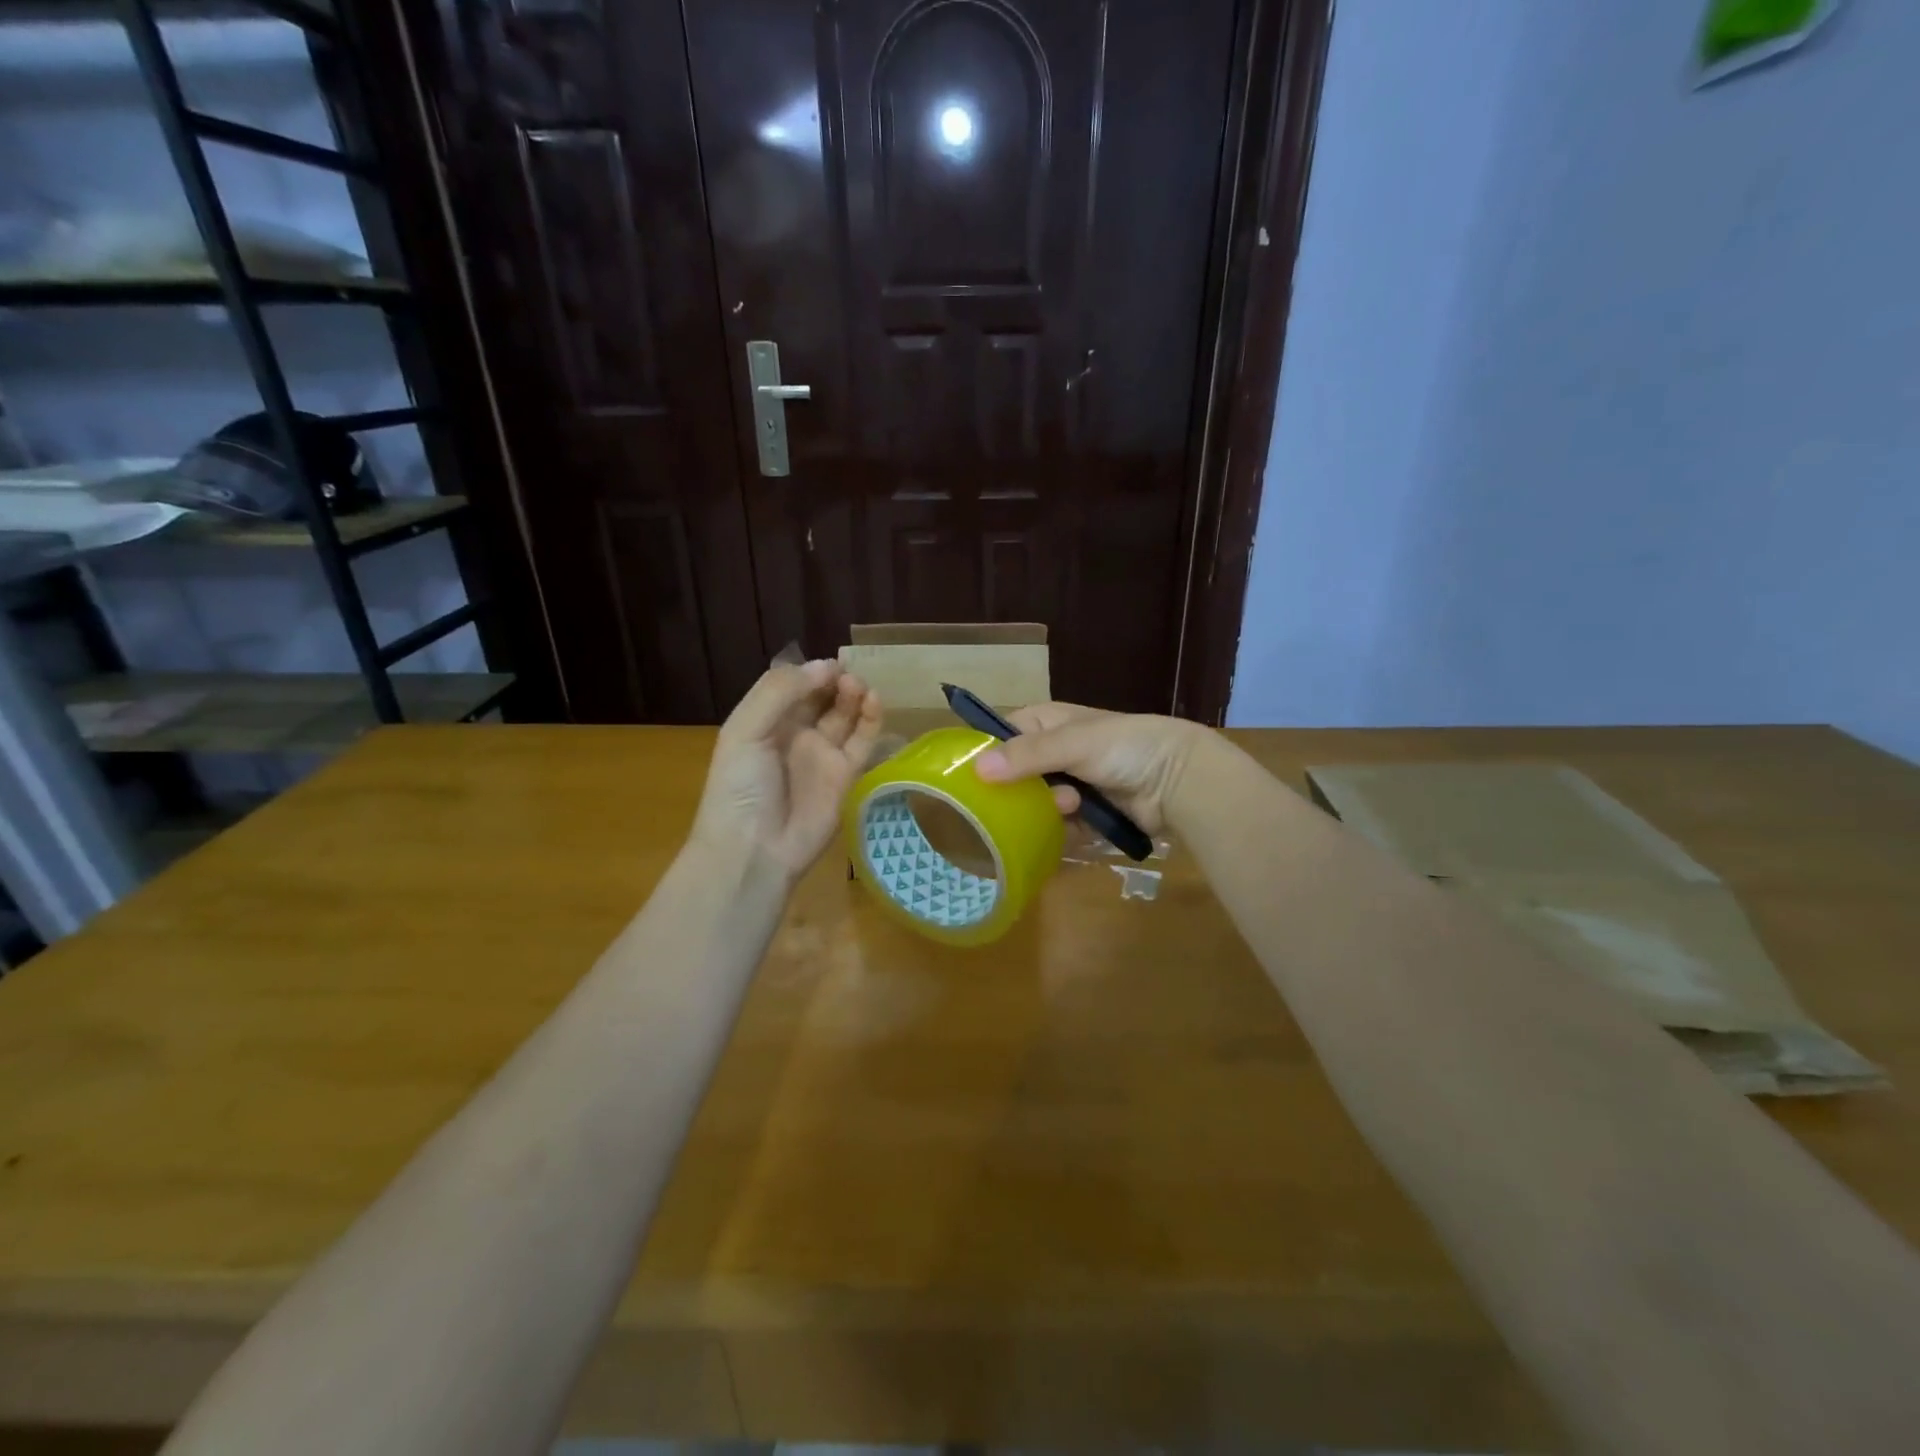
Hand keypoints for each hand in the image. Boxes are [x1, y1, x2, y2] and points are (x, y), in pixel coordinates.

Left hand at [692, 659, 881, 877]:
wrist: (755, 850)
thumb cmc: (740, 787)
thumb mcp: (745, 731)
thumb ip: (780, 692)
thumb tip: (825, 667)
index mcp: (765, 721)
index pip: (793, 685)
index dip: (811, 671)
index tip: (830, 663)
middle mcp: (795, 734)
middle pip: (822, 697)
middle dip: (835, 681)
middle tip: (848, 674)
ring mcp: (822, 754)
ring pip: (845, 715)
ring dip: (854, 695)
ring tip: (859, 686)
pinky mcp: (847, 774)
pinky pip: (863, 741)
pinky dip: (871, 720)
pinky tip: (874, 702)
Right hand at [972, 701, 1203, 834]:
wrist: (1181, 779)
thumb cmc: (1125, 747)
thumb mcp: (1073, 743)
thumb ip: (1027, 755)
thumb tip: (977, 768)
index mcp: (1049, 723)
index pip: (1004, 734)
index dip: (990, 752)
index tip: (977, 776)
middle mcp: (1056, 752)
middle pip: (1017, 776)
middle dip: (1026, 790)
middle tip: (1043, 793)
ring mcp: (1072, 785)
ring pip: (1037, 805)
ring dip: (1051, 810)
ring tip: (1074, 806)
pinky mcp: (1087, 815)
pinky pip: (1060, 826)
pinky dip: (1067, 829)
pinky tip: (1082, 824)